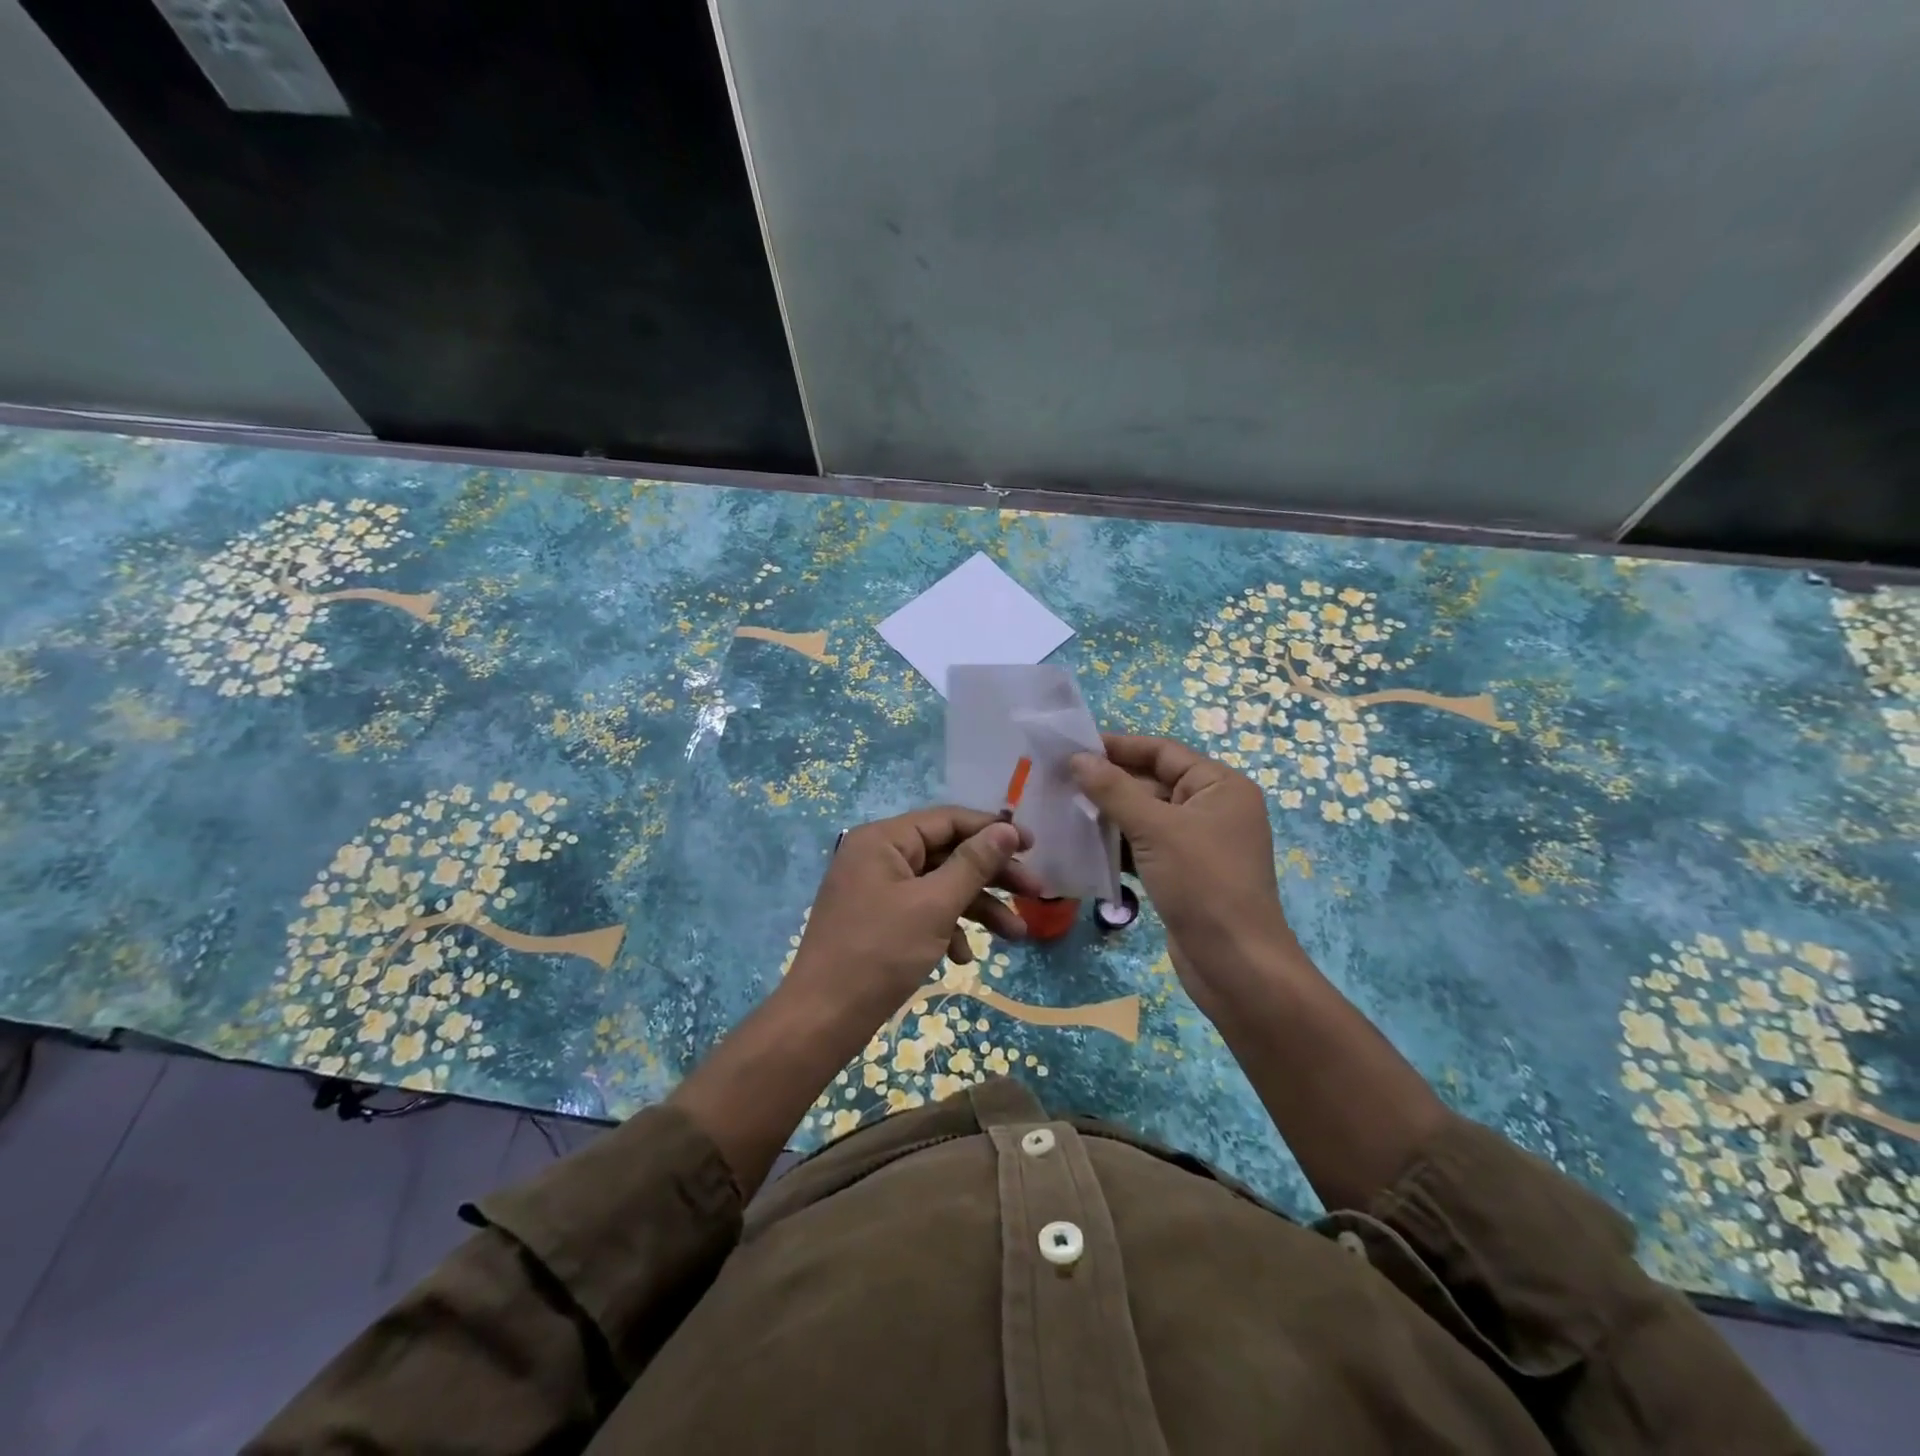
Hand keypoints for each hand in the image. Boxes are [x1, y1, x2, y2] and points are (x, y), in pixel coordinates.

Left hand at [785, 807, 1042, 1025]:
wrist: (823, 1019)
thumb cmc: (880, 953)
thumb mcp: (934, 905)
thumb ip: (973, 864)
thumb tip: (1007, 829)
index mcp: (884, 840)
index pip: (948, 820)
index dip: (992, 830)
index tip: (1034, 847)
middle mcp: (878, 856)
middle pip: (947, 854)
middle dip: (991, 876)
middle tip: (1035, 894)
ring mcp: (876, 889)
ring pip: (939, 886)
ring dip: (978, 908)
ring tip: (1018, 935)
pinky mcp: (878, 920)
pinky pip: (922, 911)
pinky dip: (947, 928)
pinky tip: (963, 957)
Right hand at [1071, 735, 1298, 1001]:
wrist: (1235, 965)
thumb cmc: (1203, 884)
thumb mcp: (1156, 829)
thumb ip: (1114, 790)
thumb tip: (1078, 758)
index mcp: (1220, 786)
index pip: (1163, 752)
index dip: (1119, 747)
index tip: (1073, 747)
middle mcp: (1212, 808)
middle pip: (1153, 783)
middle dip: (1108, 783)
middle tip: (1058, 781)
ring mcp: (1198, 844)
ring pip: (1145, 817)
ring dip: (1108, 815)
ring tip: (1062, 809)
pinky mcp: (1184, 873)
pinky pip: (1146, 847)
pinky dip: (1118, 845)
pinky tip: (1082, 845)